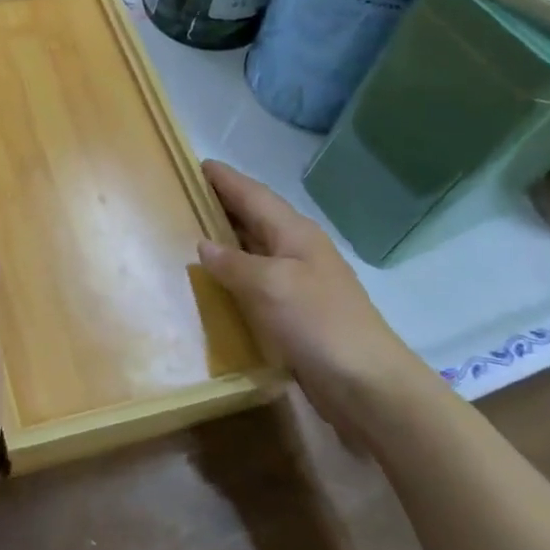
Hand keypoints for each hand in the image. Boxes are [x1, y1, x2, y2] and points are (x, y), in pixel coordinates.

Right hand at [198, 161, 434, 447]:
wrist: (366, 385)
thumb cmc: (318, 323)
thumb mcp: (270, 285)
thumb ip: (233, 263)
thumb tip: (204, 245)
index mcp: (294, 233)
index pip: (253, 194)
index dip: (225, 179)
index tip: (195, 164)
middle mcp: (297, 250)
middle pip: (254, 217)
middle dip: (222, 204)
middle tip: (183, 196)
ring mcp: (298, 282)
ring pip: (254, 249)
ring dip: (226, 239)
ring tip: (189, 233)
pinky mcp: (295, 312)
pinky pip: (256, 282)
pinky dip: (233, 275)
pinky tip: (213, 283)